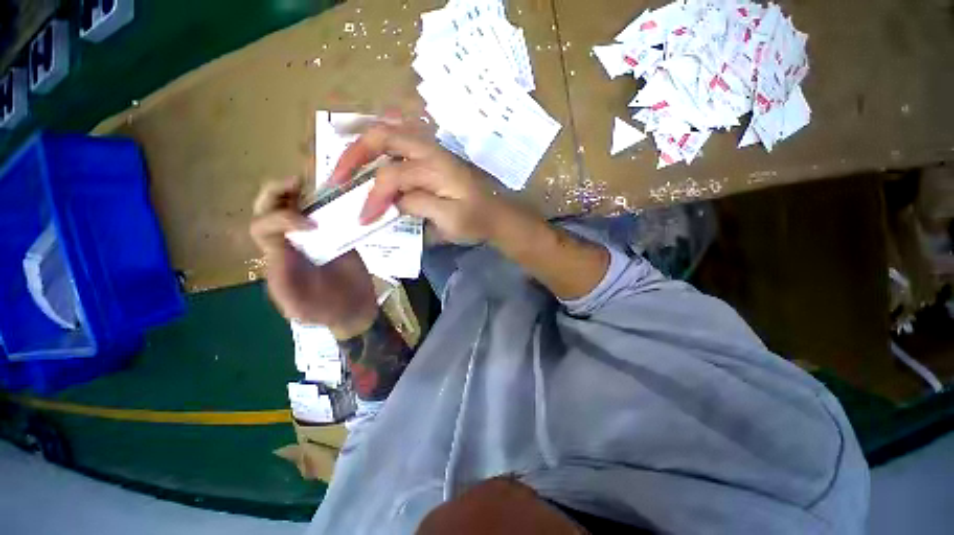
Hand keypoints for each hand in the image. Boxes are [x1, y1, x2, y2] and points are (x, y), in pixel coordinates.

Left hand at [250, 177, 376, 337]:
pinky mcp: (335, 237)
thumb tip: (281, 255)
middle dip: (276, 194)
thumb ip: (285, 285)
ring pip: (293, 207)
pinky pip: (325, 214)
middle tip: (297, 182)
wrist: (356, 310)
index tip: (312, 224)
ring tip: (313, 181)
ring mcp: (313, 238)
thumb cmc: (327, 312)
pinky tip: (337, 195)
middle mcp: (290, 244)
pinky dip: (326, 201)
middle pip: (267, 211)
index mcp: (277, 259)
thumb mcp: (301, 308)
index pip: (263, 228)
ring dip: (298, 191)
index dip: (281, 218)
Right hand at [329, 121, 513, 244]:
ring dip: (364, 140)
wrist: (497, 215)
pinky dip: (381, 137)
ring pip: (391, 130)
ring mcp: (432, 150)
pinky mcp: (433, 157)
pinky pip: (402, 137)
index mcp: (435, 166)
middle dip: (355, 155)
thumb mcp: (449, 220)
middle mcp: (430, 150)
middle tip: (336, 176)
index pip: (392, 176)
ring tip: (342, 151)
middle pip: (384, 137)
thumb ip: (418, 205)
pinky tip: (370, 144)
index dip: (373, 198)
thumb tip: (391, 200)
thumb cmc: (476, 220)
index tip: (363, 219)